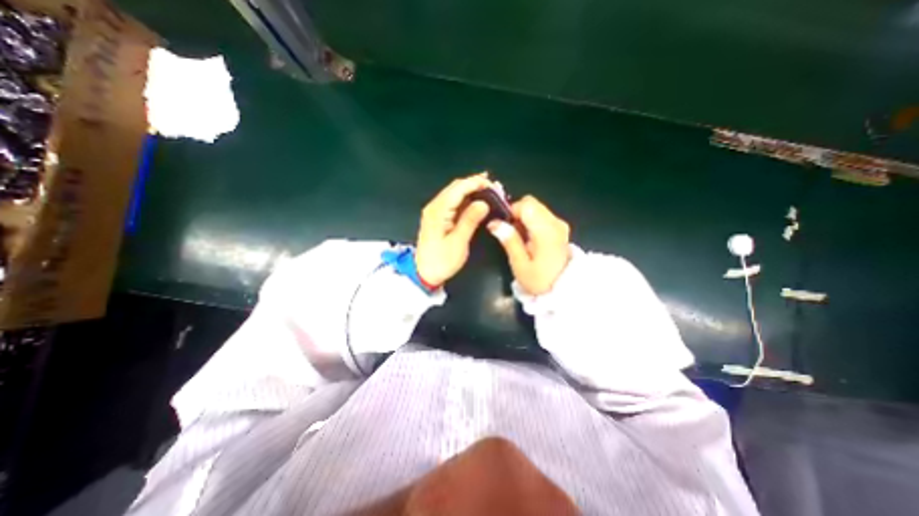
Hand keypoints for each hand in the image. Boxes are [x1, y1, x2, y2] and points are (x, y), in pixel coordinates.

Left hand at [412, 171, 492, 285]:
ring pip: (455, 193)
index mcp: (438, 211)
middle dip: (476, 184)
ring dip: (472, 191)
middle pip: (456, 187)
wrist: (424, 274)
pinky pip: (453, 202)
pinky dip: (467, 200)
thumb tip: (483, 203)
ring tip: (490, 194)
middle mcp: (435, 206)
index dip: (476, 183)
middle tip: (495, 190)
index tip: (494, 186)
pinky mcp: (438, 217)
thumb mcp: (458, 242)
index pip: (458, 188)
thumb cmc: (441, 261)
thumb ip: (470, 220)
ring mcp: (435, 211)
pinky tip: (478, 203)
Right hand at [487, 195, 568, 296]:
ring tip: (519, 237)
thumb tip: (494, 223)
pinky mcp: (560, 228)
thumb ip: (509, 241)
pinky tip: (529, 238)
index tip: (504, 226)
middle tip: (510, 232)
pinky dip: (531, 221)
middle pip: (531, 203)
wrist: (564, 290)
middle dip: (517, 213)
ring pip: (536, 207)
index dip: (511, 211)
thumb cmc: (540, 280)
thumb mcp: (520, 265)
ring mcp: (559, 224)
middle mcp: (555, 222)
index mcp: (545, 231)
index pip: (526, 205)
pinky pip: (541, 215)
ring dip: (524, 217)